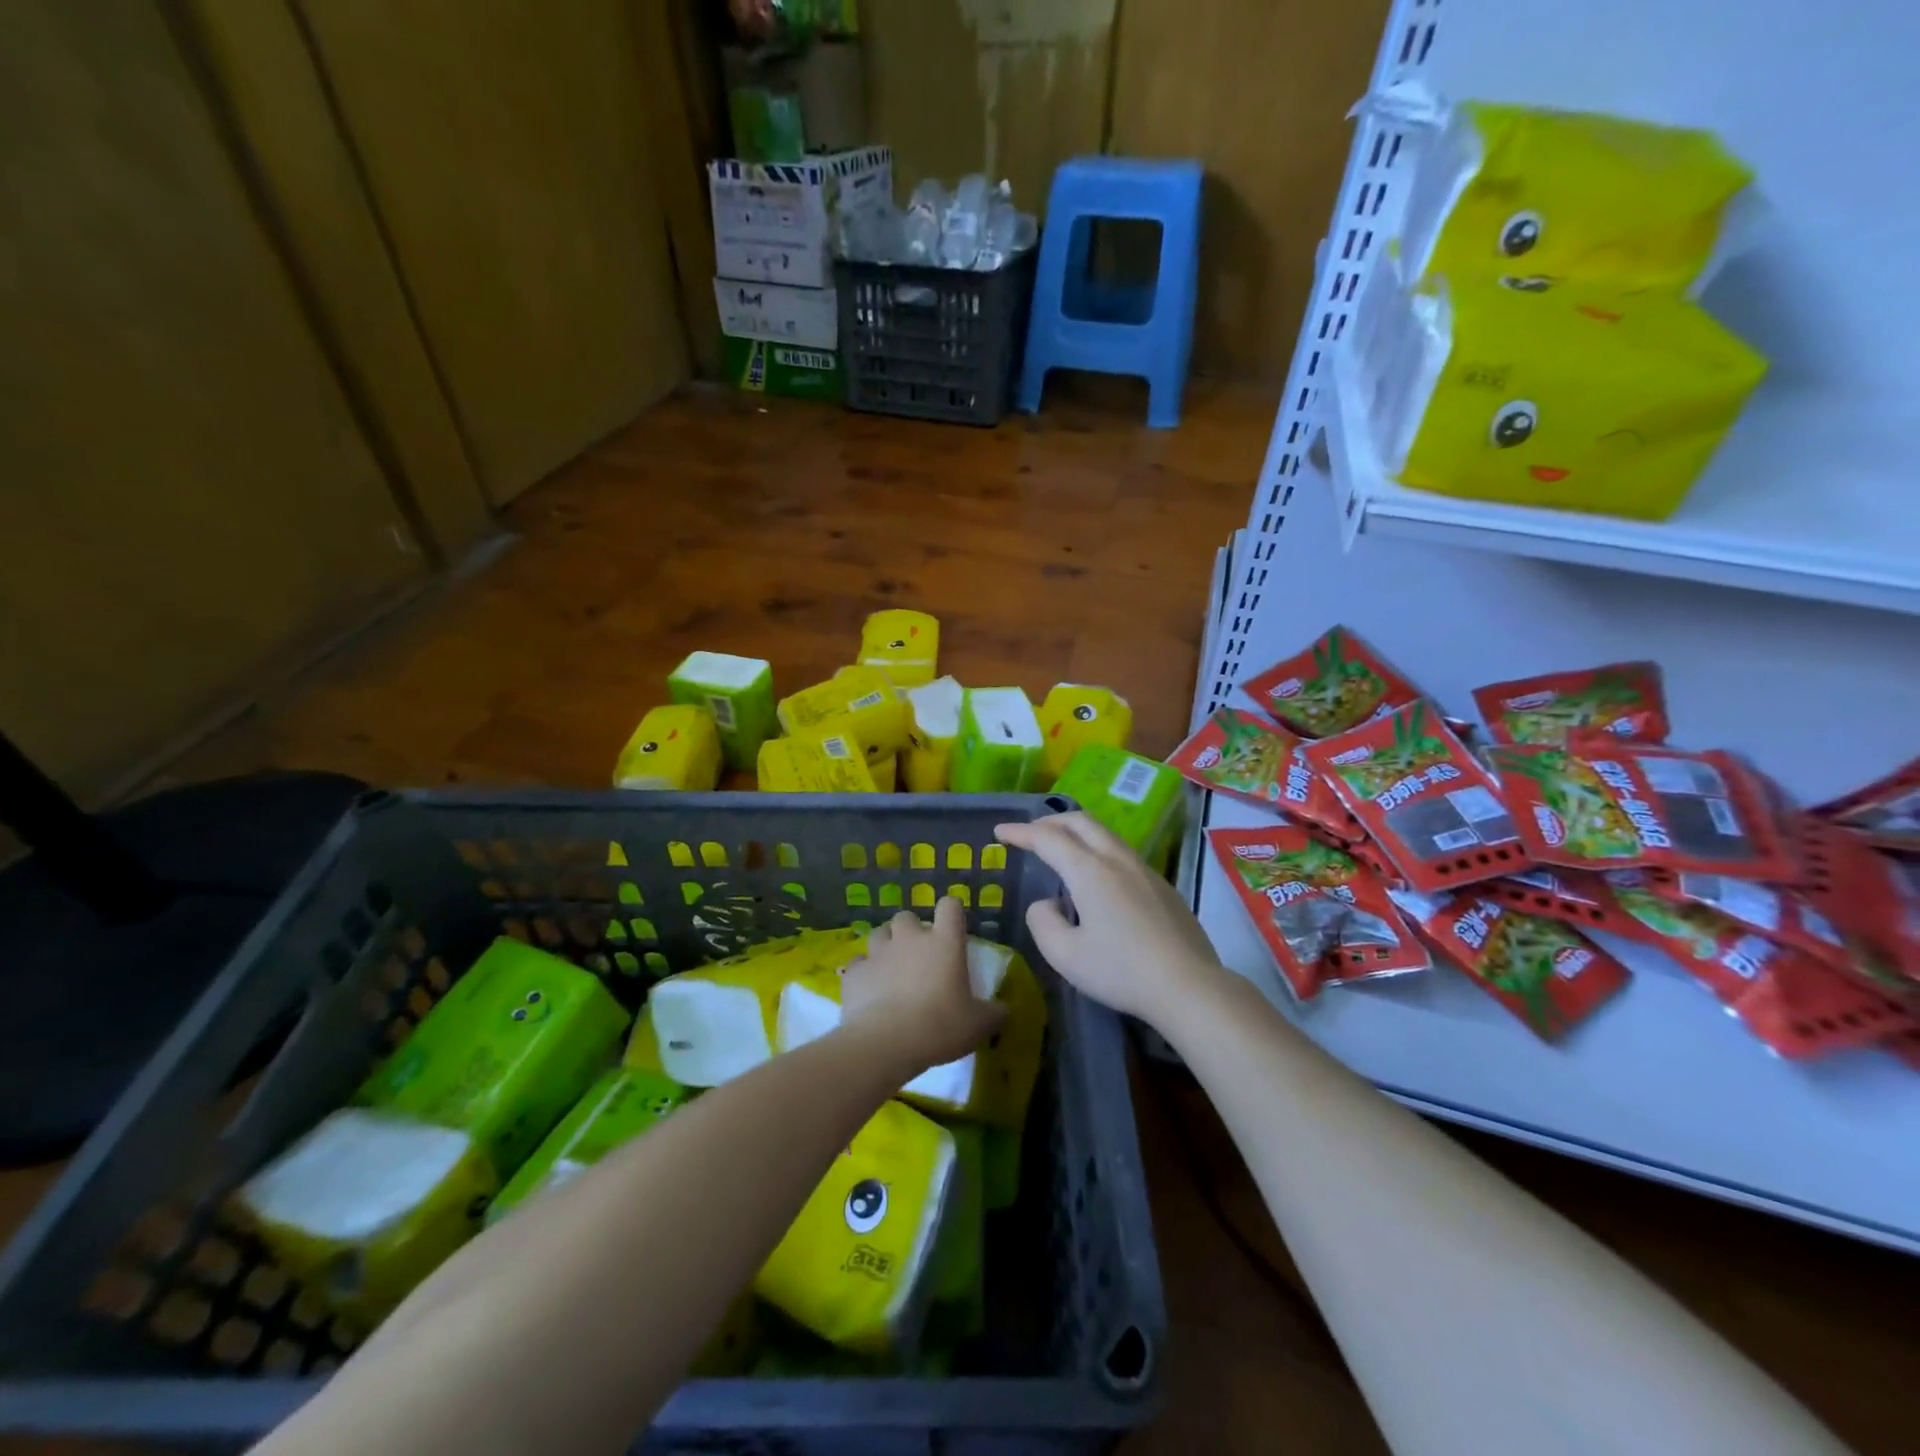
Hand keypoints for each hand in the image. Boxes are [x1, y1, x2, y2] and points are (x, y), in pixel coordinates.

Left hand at [839, 899, 1004, 1077]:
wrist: (886, 1043)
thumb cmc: (940, 1026)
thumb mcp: (979, 1025)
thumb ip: (994, 1013)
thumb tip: (1003, 1010)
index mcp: (944, 942)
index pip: (950, 906)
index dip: (951, 913)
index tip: (953, 929)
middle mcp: (910, 938)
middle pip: (907, 917)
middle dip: (911, 931)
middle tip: (919, 956)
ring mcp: (879, 952)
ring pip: (879, 934)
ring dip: (886, 946)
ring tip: (892, 970)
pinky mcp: (854, 972)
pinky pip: (859, 963)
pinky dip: (864, 973)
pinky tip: (869, 990)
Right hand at [995, 813, 1225, 1025]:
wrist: (1189, 986)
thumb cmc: (1121, 971)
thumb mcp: (1065, 956)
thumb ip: (1043, 923)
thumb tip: (1047, 904)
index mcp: (1090, 870)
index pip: (1048, 838)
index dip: (1020, 832)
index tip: (1000, 831)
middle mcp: (1118, 859)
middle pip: (1081, 822)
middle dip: (1050, 822)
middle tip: (1029, 834)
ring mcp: (1145, 870)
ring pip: (1106, 835)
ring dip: (1077, 833)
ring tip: (1061, 850)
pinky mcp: (1163, 886)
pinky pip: (1122, 854)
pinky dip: (1098, 851)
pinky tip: (1097, 879)